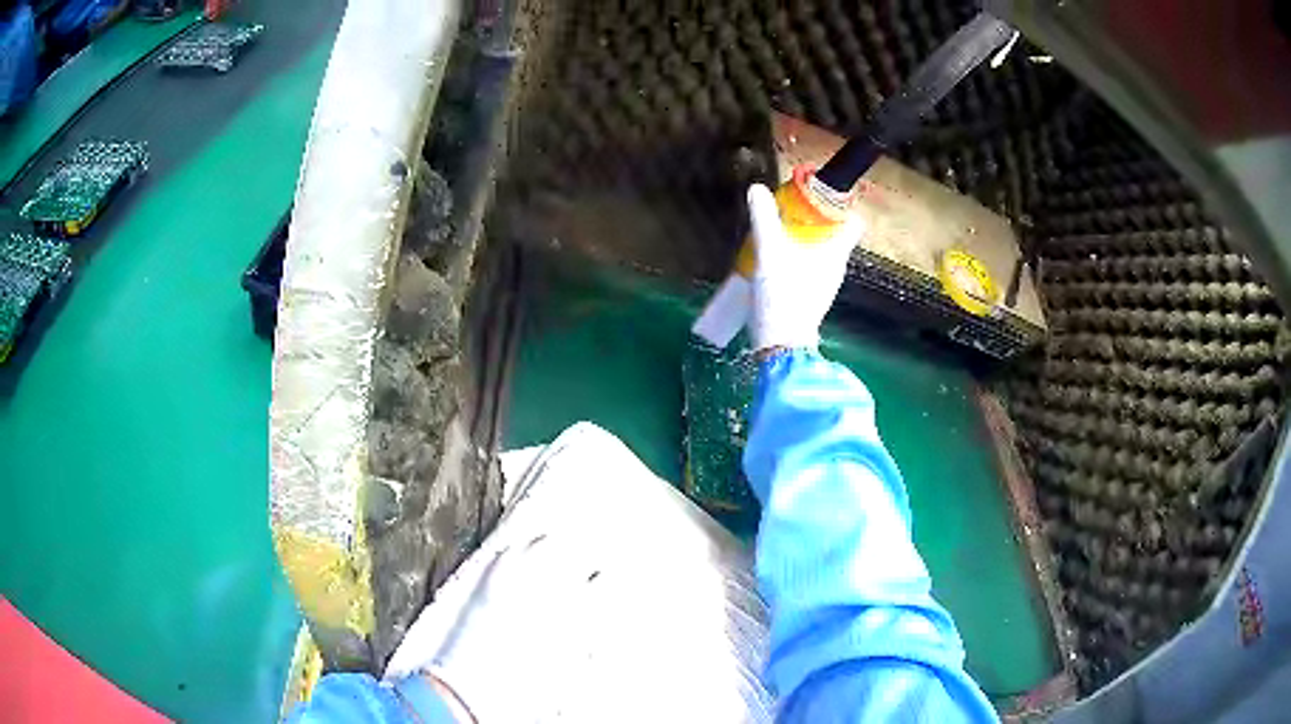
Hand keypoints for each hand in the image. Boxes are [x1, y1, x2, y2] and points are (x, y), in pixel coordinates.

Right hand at [746, 183, 862, 350]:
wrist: (781, 345)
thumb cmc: (783, 296)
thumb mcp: (770, 252)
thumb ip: (764, 219)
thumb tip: (758, 189)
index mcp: (836, 252)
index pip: (853, 222)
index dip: (840, 205)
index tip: (819, 197)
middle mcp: (836, 266)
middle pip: (834, 234)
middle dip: (815, 219)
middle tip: (790, 211)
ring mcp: (825, 284)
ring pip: (821, 251)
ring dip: (804, 240)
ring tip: (779, 235)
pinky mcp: (812, 298)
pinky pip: (811, 268)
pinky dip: (798, 260)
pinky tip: (776, 262)